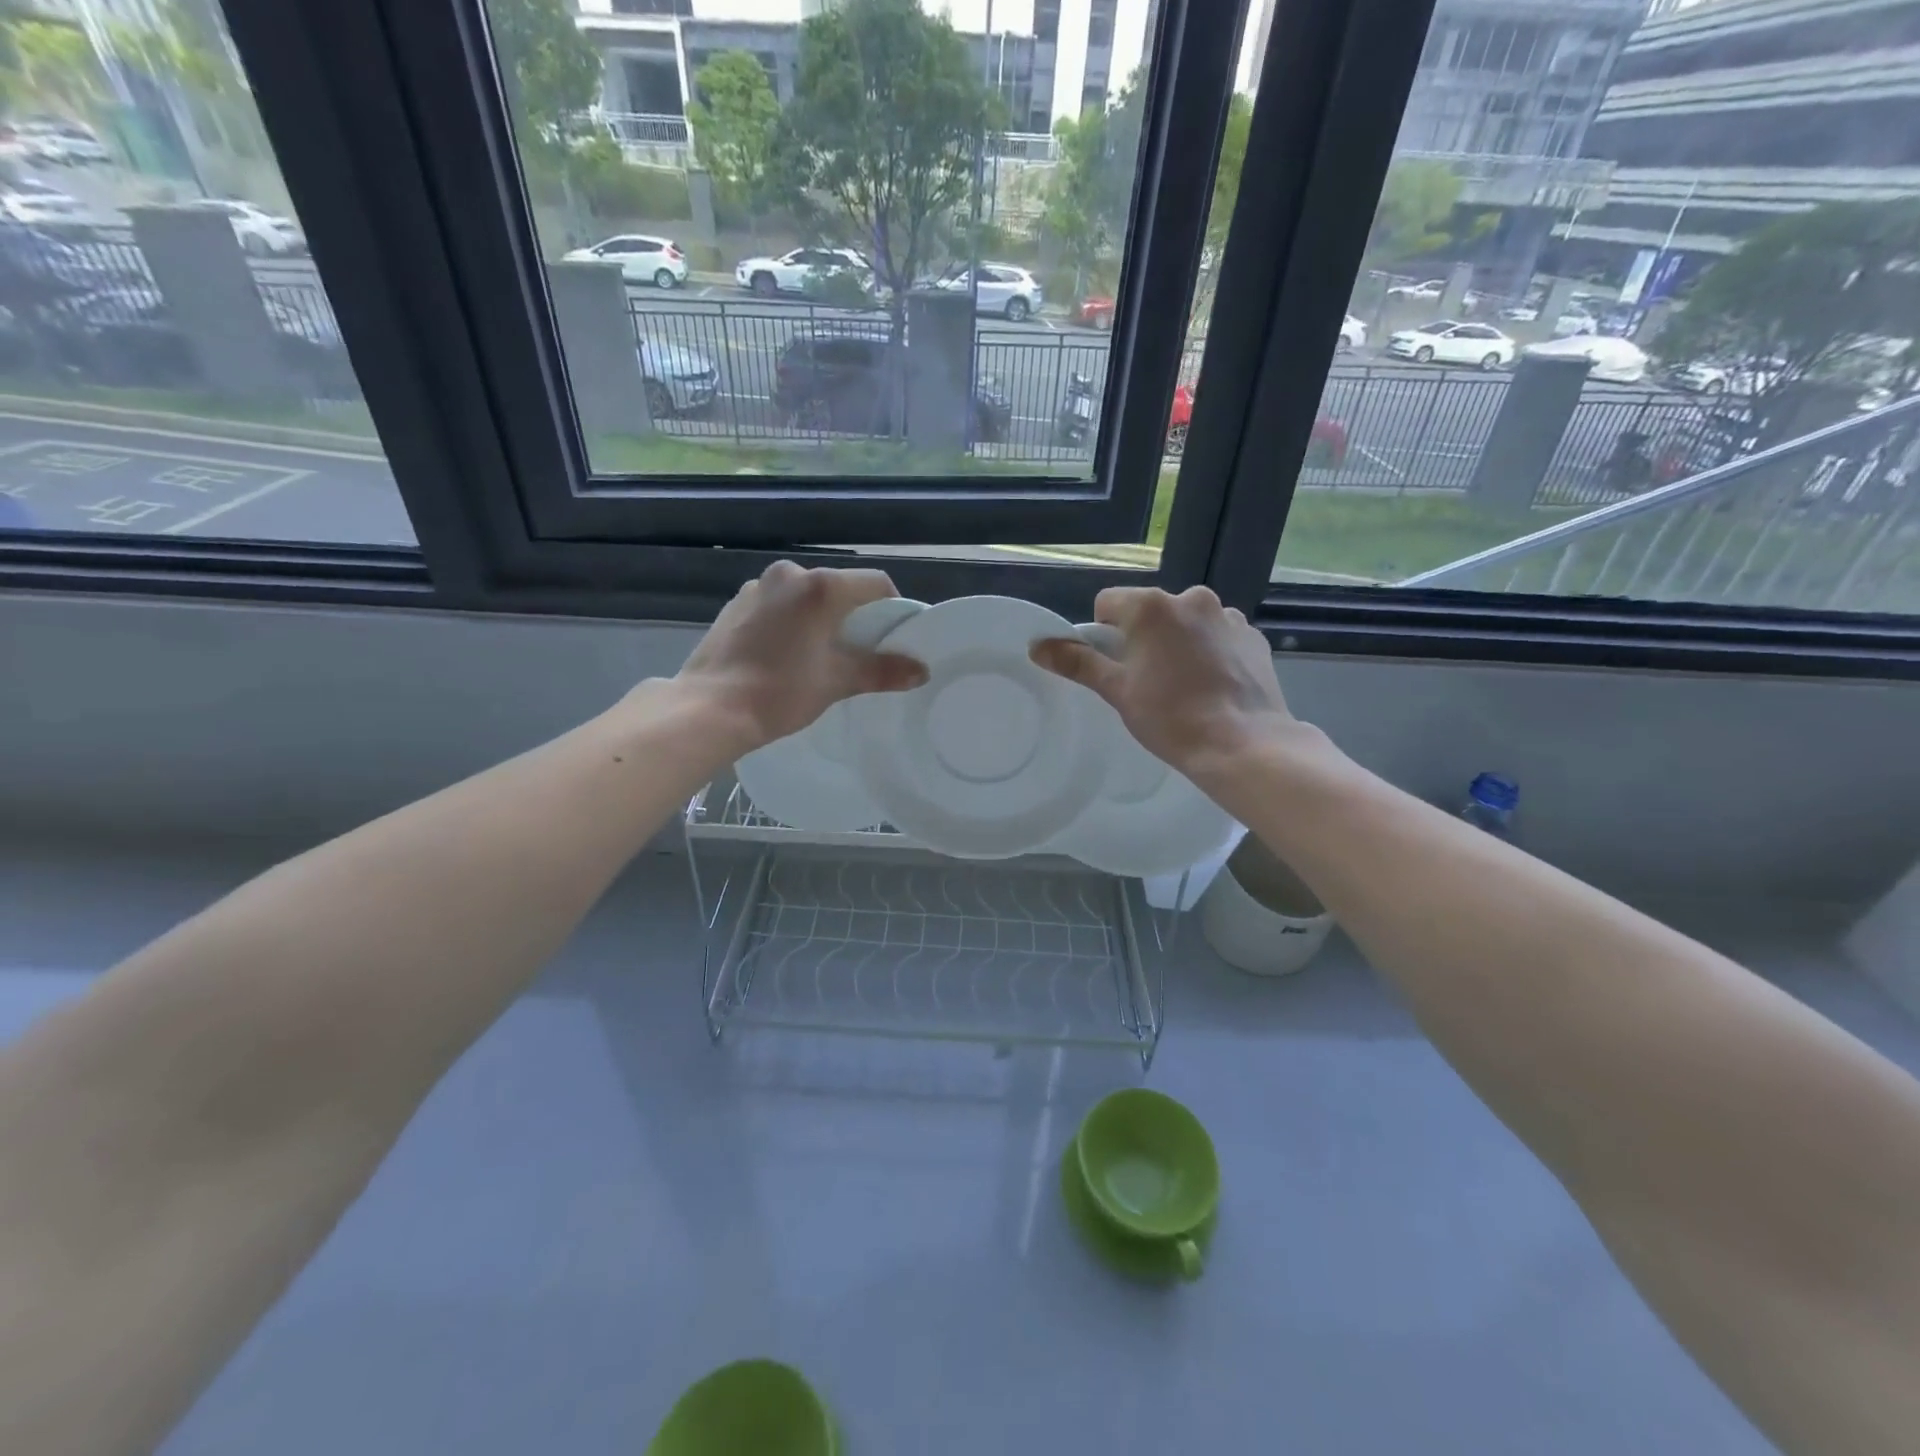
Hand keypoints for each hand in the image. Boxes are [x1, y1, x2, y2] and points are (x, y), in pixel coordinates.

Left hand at [672, 562, 926, 754]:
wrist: (710, 708)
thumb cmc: (781, 691)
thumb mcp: (838, 681)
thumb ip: (882, 670)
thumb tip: (921, 670)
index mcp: (822, 586)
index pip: (876, 584)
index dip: (891, 610)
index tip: (891, 639)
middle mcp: (791, 574)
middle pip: (840, 589)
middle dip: (854, 617)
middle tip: (857, 653)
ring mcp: (759, 586)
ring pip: (807, 597)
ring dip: (821, 619)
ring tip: (818, 656)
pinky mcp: (737, 603)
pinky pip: (779, 605)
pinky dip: (792, 622)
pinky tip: (785, 654)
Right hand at [1031, 586, 1298, 775]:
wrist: (1243, 744)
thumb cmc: (1170, 717)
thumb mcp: (1116, 691)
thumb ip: (1078, 662)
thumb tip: (1037, 645)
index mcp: (1151, 606)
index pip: (1108, 603)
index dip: (1103, 635)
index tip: (1114, 668)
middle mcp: (1191, 597)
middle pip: (1150, 612)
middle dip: (1143, 638)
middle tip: (1147, 682)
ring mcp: (1227, 616)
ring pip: (1186, 623)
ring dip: (1179, 642)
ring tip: (1184, 686)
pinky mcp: (1253, 636)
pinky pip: (1218, 636)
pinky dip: (1210, 652)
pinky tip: (1213, 686)